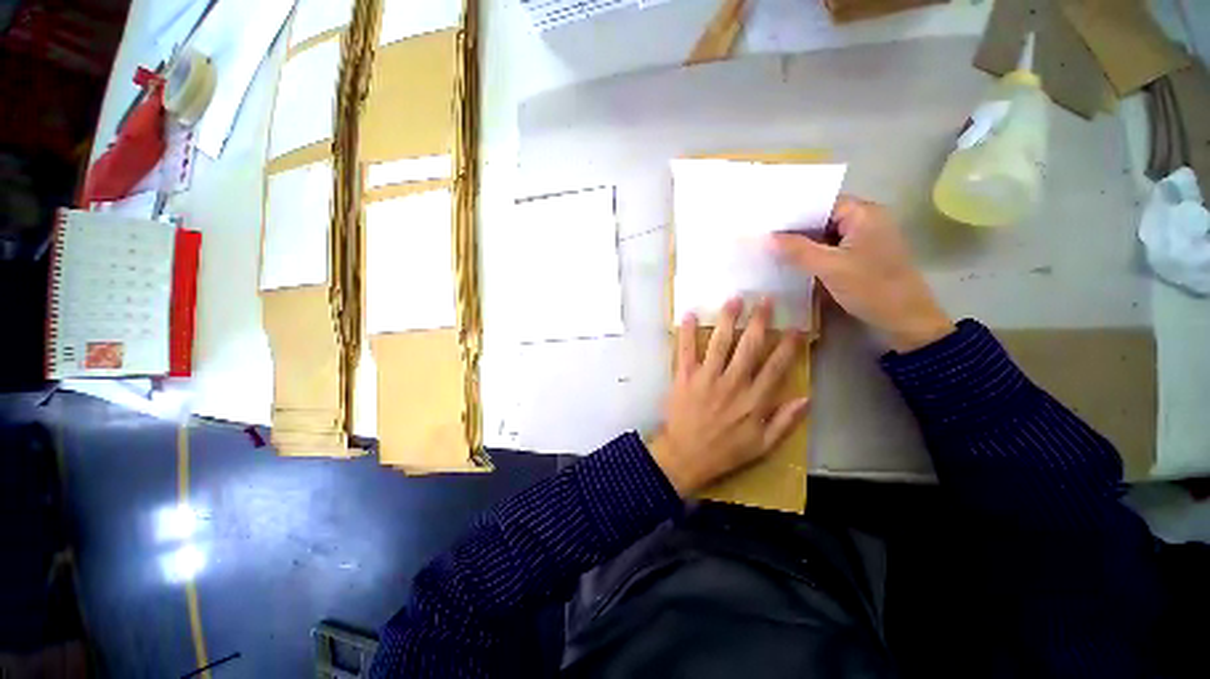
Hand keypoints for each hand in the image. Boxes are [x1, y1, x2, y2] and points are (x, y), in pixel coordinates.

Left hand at [650, 297, 809, 496]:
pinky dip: (686, 333)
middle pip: (749, 347)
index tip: (796, 326)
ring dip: (727, 319)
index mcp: (754, 400)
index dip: (788, 345)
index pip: (776, 366)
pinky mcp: (685, 377)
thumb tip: (806, 398)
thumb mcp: (762, 446)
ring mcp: (707, 378)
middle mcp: (733, 383)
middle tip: (765, 299)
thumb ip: (785, 422)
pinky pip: (685, 351)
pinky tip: (688, 315)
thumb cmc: (724, 451)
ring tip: (734, 299)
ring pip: (719, 343)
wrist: (686, 456)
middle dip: (759, 321)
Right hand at [770, 196, 954, 352]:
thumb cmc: (871, 288)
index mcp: (864, 214)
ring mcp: (864, 239)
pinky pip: (831, 249)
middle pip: (823, 218)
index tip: (767, 222)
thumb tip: (767, 237)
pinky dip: (813, 254)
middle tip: (764, 236)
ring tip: (772, 248)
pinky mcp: (861, 256)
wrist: (905, 319)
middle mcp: (866, 220)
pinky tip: (792, 262)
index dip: (794, 212)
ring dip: (802, 243)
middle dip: (795, 229)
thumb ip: (797, 250)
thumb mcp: (830, 268)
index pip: (822, 203)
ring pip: (825, 235)